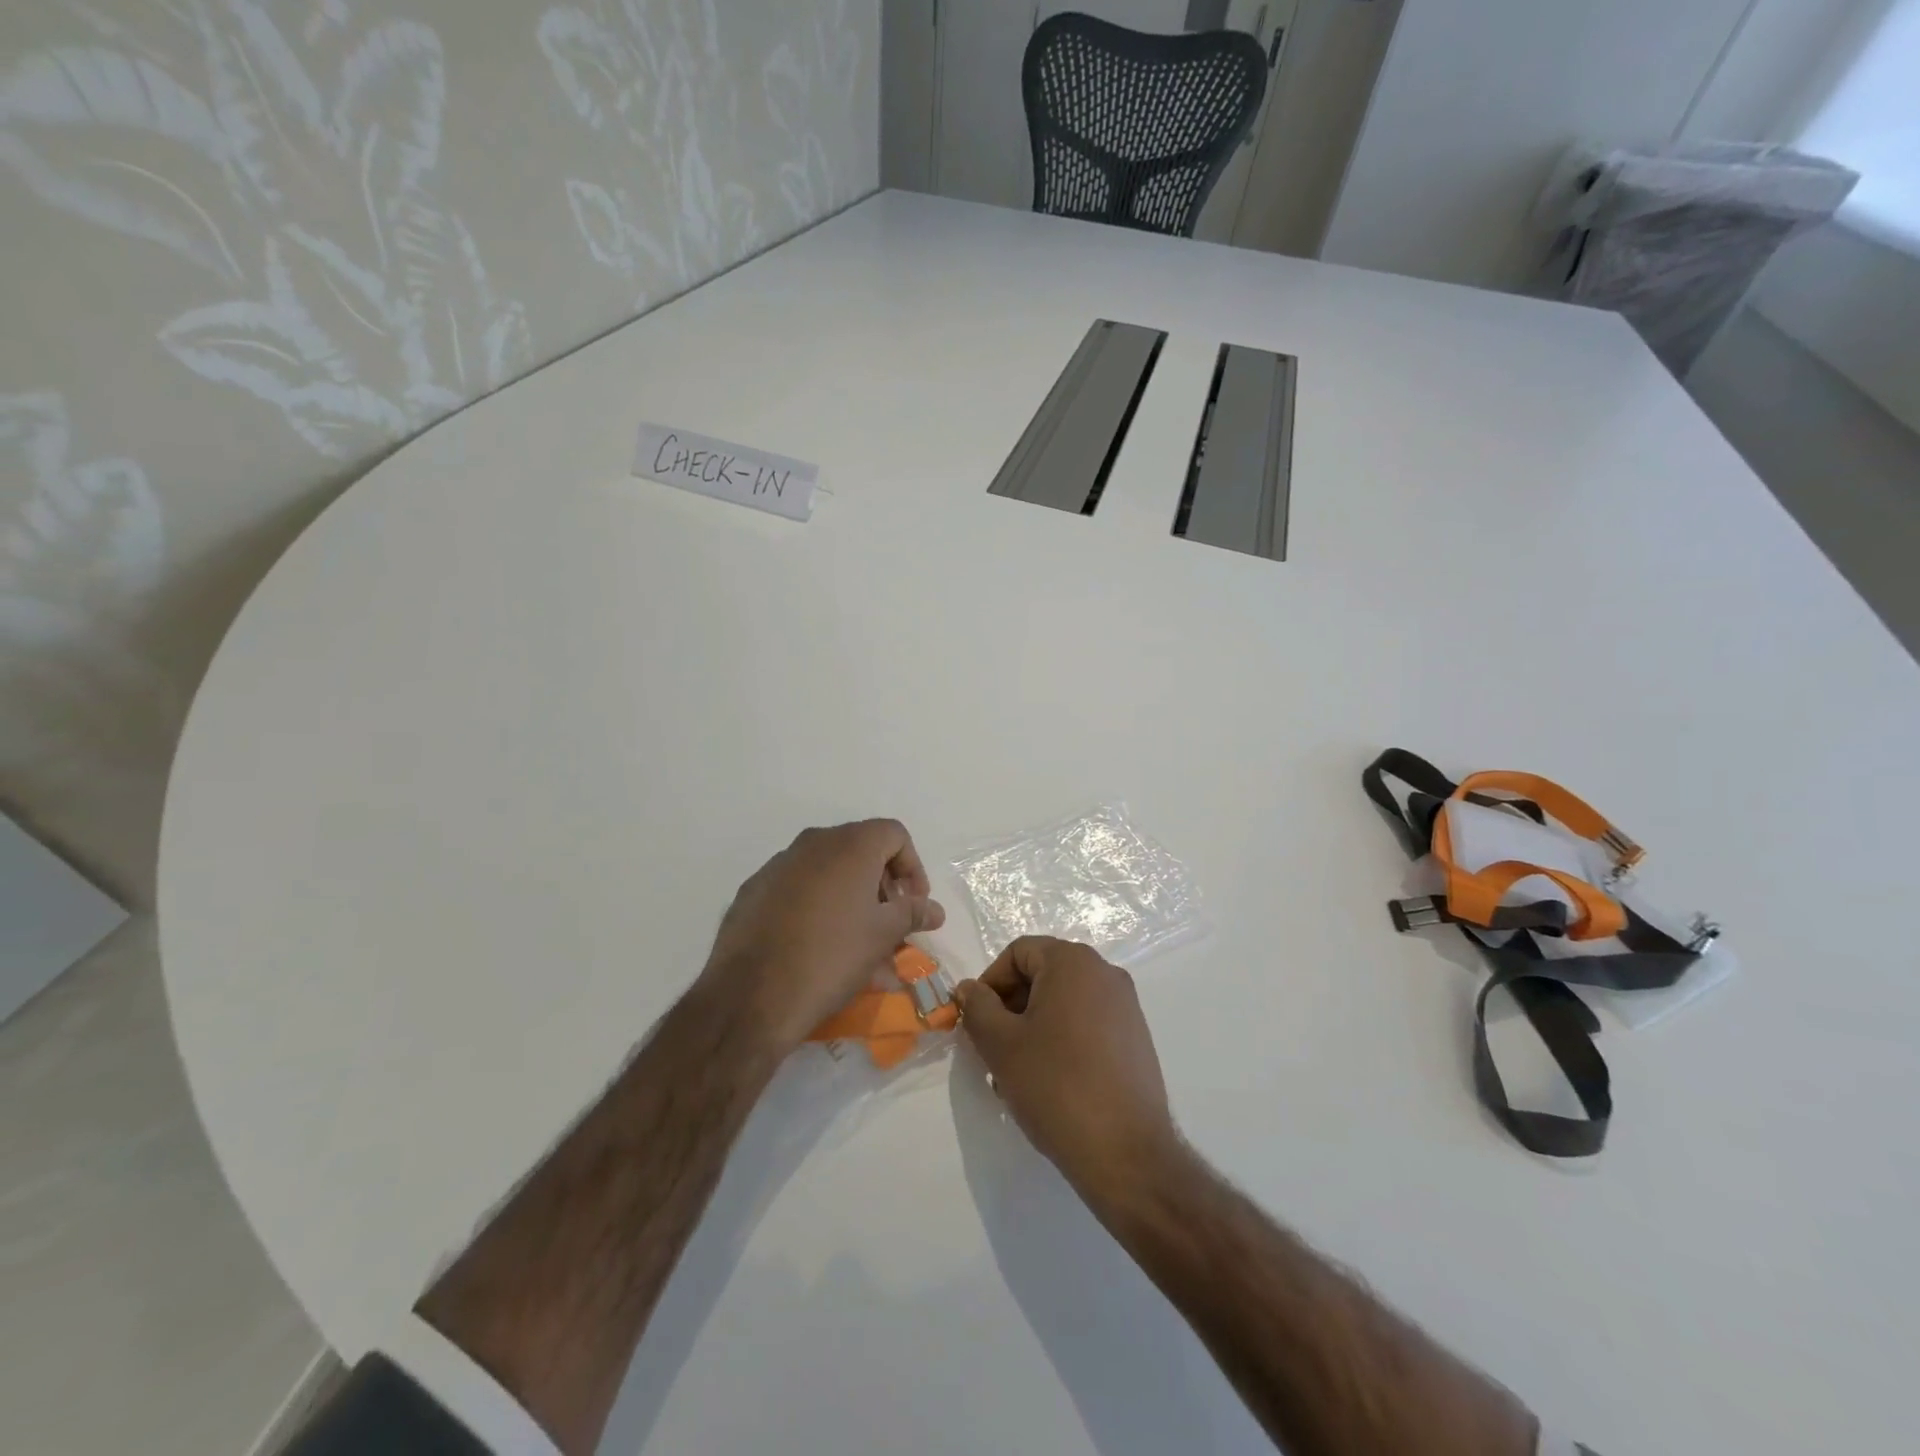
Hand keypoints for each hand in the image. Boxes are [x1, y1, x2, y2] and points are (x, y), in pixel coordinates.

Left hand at [702, 820, 945, 1049]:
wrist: (751, 996)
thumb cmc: (832, 957)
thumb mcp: (883, 936)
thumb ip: (913, 913)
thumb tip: (934, 909)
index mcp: (849, 845)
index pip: (894, 834)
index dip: (913, 866)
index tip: (914, 904)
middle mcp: (813, 843)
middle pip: (860, 849)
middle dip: (882, 884)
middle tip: (890, 922)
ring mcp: (778, 864)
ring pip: (828, 870)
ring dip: (851, 897)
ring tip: (857, 941)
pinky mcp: (754, 889)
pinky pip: (798, 887)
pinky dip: (817, 905)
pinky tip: (817, 944)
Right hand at [955, 936, 1176, 1201]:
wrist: (1126, 1153)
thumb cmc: (1056, 1086)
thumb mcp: (1000, 1044)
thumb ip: (977, 1007)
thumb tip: (969, 989)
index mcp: (1073, 962)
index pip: (1019, 952)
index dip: (990, 982)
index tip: (976, 1022)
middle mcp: (1105, 973)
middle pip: (1043, 974)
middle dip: (1011, 1007)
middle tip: (992, 1049)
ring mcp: (1125, 1006)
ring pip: (1063, 1003)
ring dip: (1033, 1027)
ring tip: (1018, 1073)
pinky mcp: (1135, 1039)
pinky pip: (1087, 1024)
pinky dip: (1062, 1040)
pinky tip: (1050, 1083)